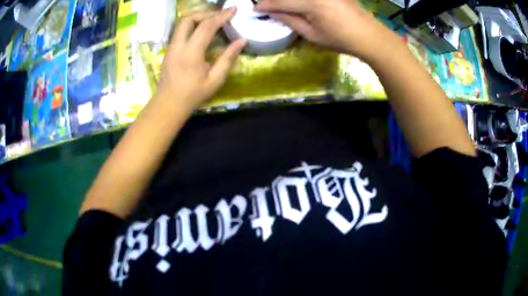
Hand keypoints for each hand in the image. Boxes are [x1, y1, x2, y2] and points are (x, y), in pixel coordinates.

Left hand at [156, 8, 246, 110]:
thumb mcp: (215, 79)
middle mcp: (178, 45)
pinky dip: (192, 26)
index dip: (221, 16)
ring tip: (212, 21)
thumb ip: (228, 58)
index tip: (233, 9)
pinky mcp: (169, 50)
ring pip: (181, 23)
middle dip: (205, 13)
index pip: (207, 26)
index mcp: (191, 53)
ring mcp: (171, 47)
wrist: (168, 104)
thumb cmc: (193, 95)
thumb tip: (242, 40)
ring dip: (197, 18)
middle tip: (220, 16)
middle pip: (188, 19)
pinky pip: (180, 31)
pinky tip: (201, 32)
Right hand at [255, 0, 398, 59]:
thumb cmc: (341, 40)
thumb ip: (290, 20)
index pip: (282, 2)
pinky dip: (301, 0)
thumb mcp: (313, 35)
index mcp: (312, 4)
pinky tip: (298, 4)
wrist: (369, 35)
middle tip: (265, 3)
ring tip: (280, 4)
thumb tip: (272, 11)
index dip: (266, 5)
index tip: (255, 8)